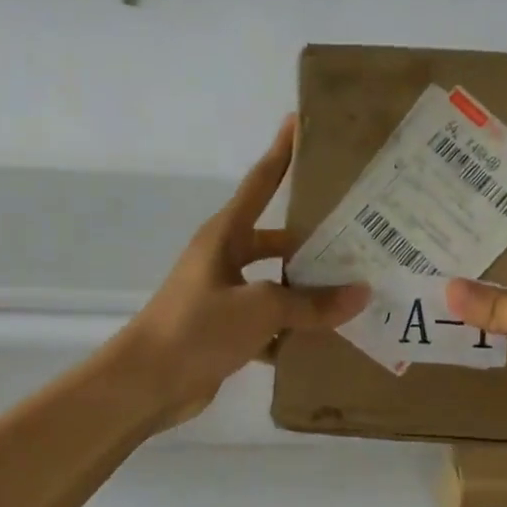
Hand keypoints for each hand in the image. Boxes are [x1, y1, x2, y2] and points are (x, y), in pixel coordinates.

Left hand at [126, 116, 368, 427]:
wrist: (144, 384)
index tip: (300, 122)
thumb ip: (311, 303)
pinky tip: (326, 340)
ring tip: (354, 292)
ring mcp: (224, 295)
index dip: (281, 153)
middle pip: (278, 240)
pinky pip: (270, 322)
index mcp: (225, 236)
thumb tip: (361, 294)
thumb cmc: (197, 328)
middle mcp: (225, 258)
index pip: (261, 183)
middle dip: (314, 241)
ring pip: (277, 285)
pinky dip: (292, 330)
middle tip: (361, 237)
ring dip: (307, 291)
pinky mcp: (226, 330)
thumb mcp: (260, 309)